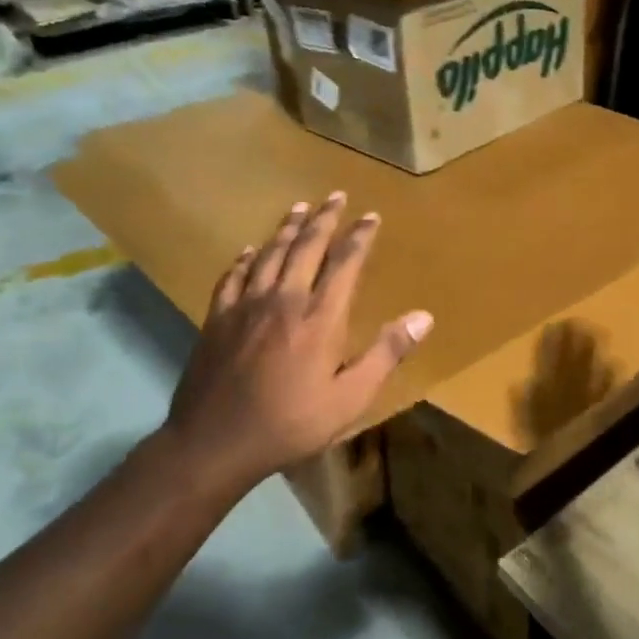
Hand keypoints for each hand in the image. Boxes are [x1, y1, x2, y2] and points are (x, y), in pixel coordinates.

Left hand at [154, 192, 432, 495]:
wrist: (214, 443)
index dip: (360, 236)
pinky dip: (245, 258)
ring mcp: (246, 305)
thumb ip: (386, 354)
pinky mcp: (218, 318)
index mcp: (320, 318)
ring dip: (288, 228)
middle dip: (324, 218)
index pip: (345, 263)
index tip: (371, 216)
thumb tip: (424, 317)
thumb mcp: (350, 398)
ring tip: (300, 207)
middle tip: (336, 196)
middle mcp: (284, 300)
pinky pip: (233, 276)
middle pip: (306, 246)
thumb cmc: (290, 423)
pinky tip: (249, 250)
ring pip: (270, 253)